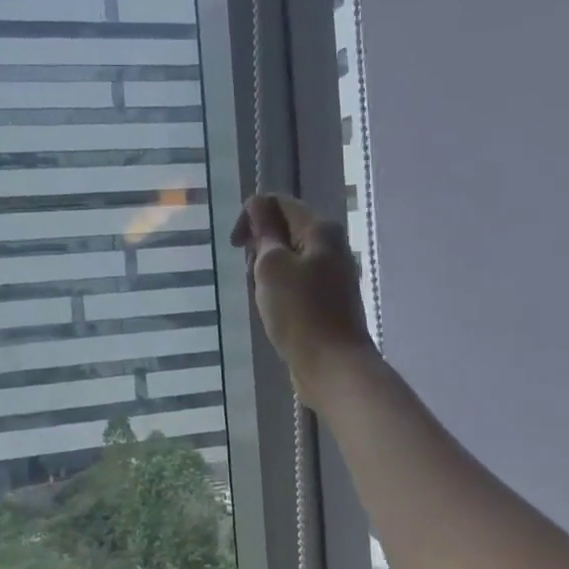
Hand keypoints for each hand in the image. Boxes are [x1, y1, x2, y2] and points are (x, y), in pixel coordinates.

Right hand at [229, 193, 376, 407]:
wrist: (333, 365)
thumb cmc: (299, 312)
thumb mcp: (272, 265)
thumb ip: (263, 230)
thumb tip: (257, 203)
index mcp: (321, 230)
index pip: (279, 203)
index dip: (251, 216)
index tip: (235, 246)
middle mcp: (331, 246)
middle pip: (284, 230)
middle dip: (259, 248)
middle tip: (253, 275)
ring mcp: (332, 275)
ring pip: (288, 259)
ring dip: (267, 273)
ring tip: (263, 298)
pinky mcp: (328, 300)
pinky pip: (296, 283)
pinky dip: (280, 291)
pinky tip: (274, 311)